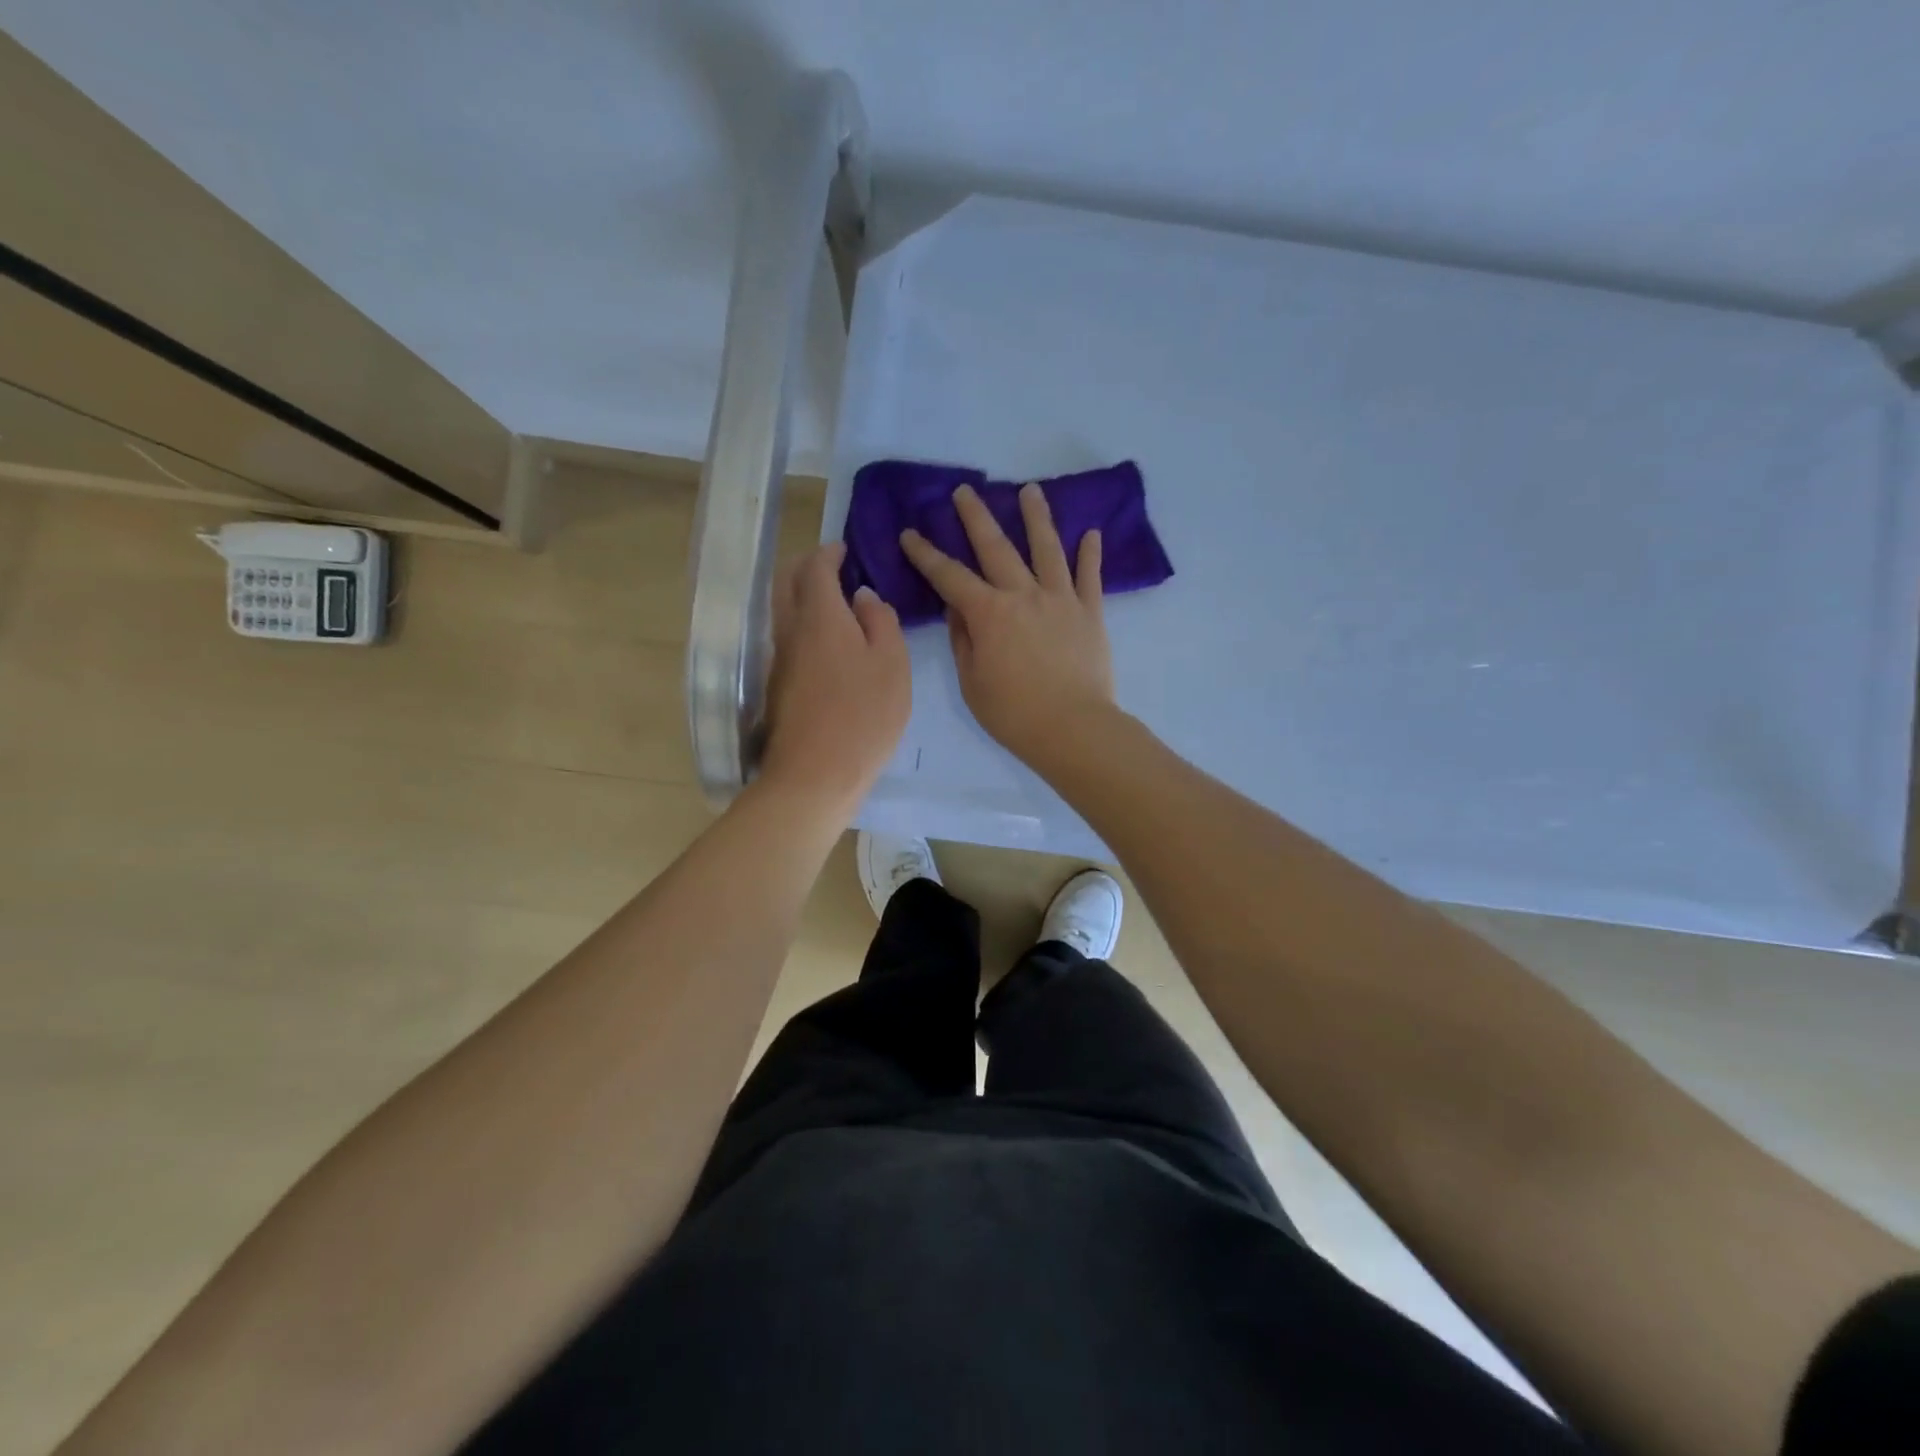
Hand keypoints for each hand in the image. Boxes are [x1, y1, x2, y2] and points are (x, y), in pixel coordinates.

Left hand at [758, 542, 910, 813]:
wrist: (814, 775)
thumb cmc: (863, 717)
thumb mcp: (892, 665)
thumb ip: (881, 622)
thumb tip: (863, 597)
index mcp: (820, 617)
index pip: (815, 568)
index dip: (828, 553)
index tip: (842, 548)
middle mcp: (790, 631)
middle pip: (786, 582)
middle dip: (806, 567)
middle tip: (832, 568)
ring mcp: (779, 660)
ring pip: (782, 610)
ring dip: (802, 596)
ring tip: (835, 603)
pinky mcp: (777, 685)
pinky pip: (787, 637)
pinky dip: (802, 623)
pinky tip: (828, 642)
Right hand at [899, 483, 1115, 768]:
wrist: (1073, 728)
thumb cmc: (1013, 713)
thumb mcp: (972, 681)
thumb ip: (964, 640)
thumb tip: (958, 609)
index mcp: (989, 613)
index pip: (949, 576)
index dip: (926, 554)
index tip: (910, 533)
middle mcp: (1024, 594)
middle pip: (996, 547)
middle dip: (976, 517)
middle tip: (965, 491)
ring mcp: (1061, 599)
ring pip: (1047, 548)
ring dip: (1036, 517)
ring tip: (1030, 490)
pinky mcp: (1091, 612)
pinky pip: (1090, 576)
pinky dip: (1091, 554)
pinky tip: (1092, 533)